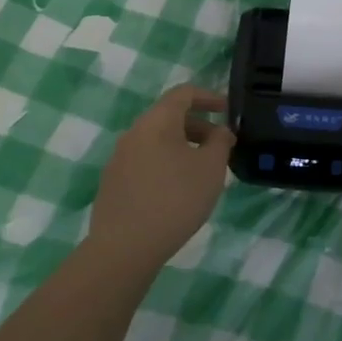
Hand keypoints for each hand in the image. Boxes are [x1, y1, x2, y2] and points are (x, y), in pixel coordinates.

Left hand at [88, 84, 234, 269]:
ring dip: (183, 147)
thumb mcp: (211, 169)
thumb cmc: (175, 199)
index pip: (184, 93)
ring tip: (202, 171)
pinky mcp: (113, 182)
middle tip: (221, 147)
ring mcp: (119, 157)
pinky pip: (145, 160)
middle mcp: (134, 132)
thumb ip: (220, 142)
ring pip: (157, 140)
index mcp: (157, 121)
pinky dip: (166, 163)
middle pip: (169, 117)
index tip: (228, 110)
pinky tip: (177, 191)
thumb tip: (220, 131)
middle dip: (199, 126)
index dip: (209, 97)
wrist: (124, 248)